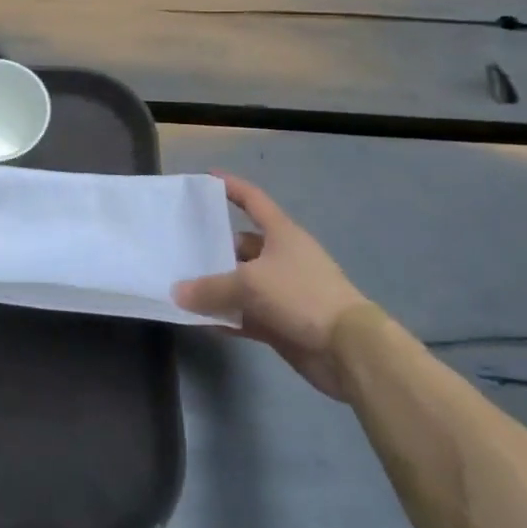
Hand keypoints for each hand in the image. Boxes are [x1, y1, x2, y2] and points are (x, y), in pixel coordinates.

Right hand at [174, 173, 371, 399]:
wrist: (348, 350)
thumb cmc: (301, 296)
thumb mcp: (250, 284)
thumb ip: (211, 288)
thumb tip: (177, 293)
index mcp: (281, 233)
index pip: (252, 200)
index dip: (231, 186)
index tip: (206, 177)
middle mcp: (281, 257)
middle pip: (241, 245)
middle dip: (213, 247)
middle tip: (180, 247)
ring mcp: (282, 291)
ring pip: (241, 282)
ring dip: (216, 286)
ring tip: (182, 285)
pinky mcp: (281, 322)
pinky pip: (245, 314)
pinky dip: (226, 316)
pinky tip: (201, 321)